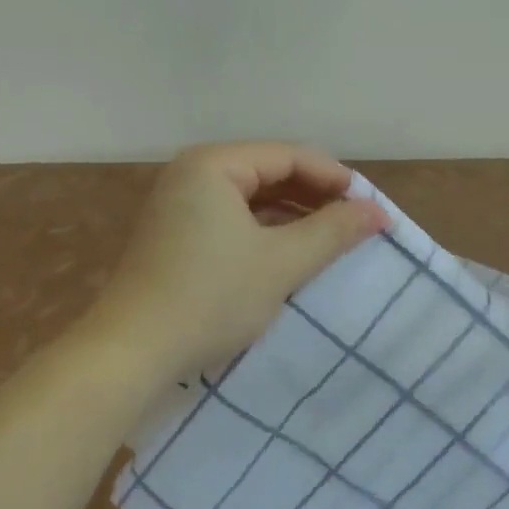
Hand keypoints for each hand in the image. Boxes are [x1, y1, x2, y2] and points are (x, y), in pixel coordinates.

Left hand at [83, 143, 388, 383]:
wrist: (131, 352)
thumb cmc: (209, 298)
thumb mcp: (280, 263)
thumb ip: (332, 232)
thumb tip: (377, 212)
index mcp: (213, 164)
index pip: (288, 155)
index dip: (334, 178)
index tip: (371, 206)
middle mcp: (192, 173)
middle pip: (268, 171)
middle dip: (314, 196)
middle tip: (356, 223)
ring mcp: (179, 203)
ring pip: (251, 197)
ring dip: (292, 215)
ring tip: (331, 238)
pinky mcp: (175, 233)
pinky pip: (231, 218)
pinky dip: (264, 231)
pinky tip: (290, 252)